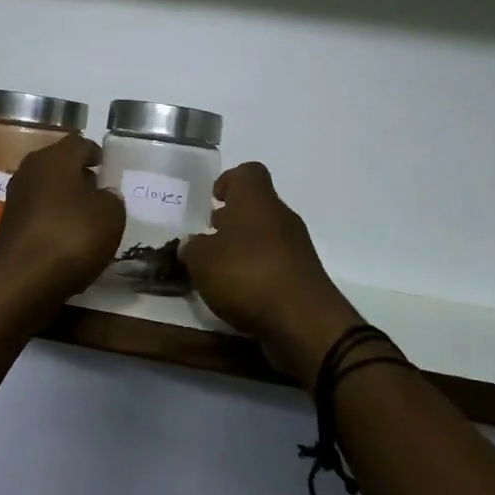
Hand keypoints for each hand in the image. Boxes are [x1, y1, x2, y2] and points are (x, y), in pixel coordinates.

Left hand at [0, 134, 125, 329]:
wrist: (22, 281)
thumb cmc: (71, 237)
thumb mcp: (110, 216)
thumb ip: (111, 199)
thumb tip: (103, 195)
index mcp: (55, 158)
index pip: (79, 143)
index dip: (95, 152)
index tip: (106, 165)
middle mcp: (30, 170)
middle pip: (59, 164)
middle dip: (79, 175)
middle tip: (99, 190)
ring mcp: (16, 198)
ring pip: (47, 189)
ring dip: (65, 198)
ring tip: (87, 217)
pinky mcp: (9, 225)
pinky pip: (38, 214)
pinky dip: (53, 220)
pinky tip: (67, 238)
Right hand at [180, 163, 367, 386]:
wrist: (303, 322)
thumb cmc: (247, 275)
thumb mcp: (202, 260)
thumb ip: (191, 248)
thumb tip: (191, 244)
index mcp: (256, 200)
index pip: (248, 172)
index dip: (229, 180)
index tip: (213, 200)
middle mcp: (280, 216)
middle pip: (256, 206)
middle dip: (231, 220)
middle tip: (208, 239)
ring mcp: (297, 247)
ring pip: (265, 236)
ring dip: (243, 248)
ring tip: (218, 271)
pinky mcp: (303, 277)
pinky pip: (275, 264)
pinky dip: (257, 273)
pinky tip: (239, 293)